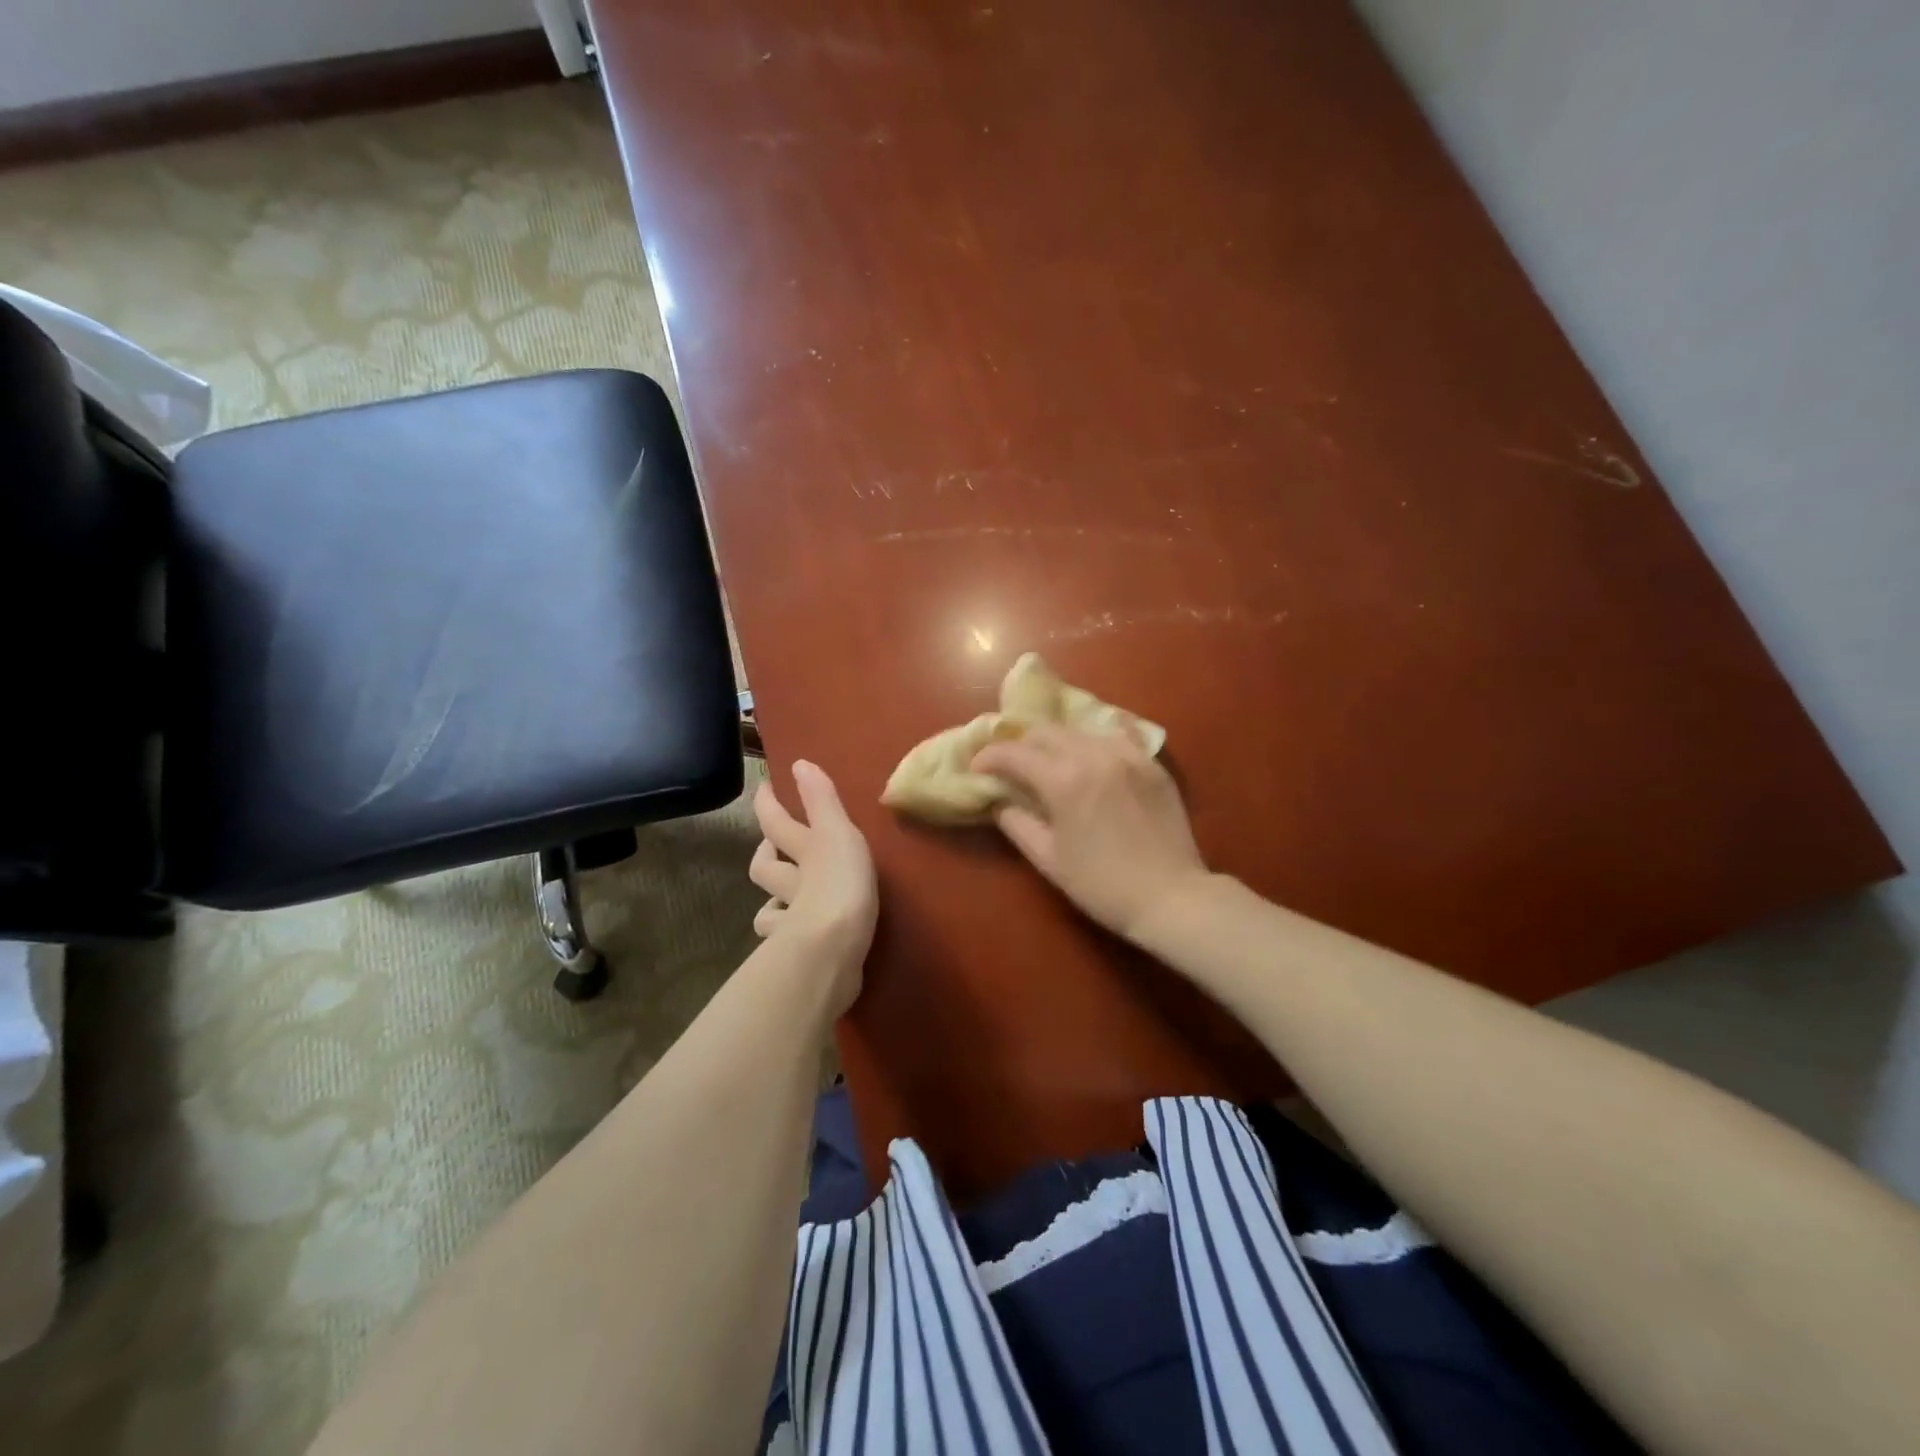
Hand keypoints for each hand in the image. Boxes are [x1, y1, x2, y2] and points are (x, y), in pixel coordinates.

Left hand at [748, 761, 877, 1014]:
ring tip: (785, 900)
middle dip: (765, 856)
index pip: (777, 822)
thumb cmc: (839, 882)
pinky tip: (798, 937)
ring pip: (771, 909)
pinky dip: (787, 937)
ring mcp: (791, 921)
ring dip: (774, 902)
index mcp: (803, 851)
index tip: (764, 787)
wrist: (833, 947)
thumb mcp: (837, 832)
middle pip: (766, 867)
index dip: (768, 803)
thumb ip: (822, 800)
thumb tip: (798, 762)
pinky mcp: (801, 953)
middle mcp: (791, 883)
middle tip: (770, 848)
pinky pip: (786, 943)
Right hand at [970, 726, 1211, 942]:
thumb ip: (1017, 824)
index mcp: (1063, 779)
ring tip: (1050, 762)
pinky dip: (1095, 741)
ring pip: (1080, 731)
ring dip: (1057, 742)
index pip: (1015, 753)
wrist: (1170, 897)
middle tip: (1011, 766)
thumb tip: (1000, 802)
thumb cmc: (1101, 885)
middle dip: (1021, 745)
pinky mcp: (1151, 762)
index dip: (989, 758)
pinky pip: (1117, 736)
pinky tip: (1091, 754)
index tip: (977, 769)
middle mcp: (1094, 755)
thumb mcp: (1049, 859)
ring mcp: (1127, 754)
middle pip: (1046, 732)